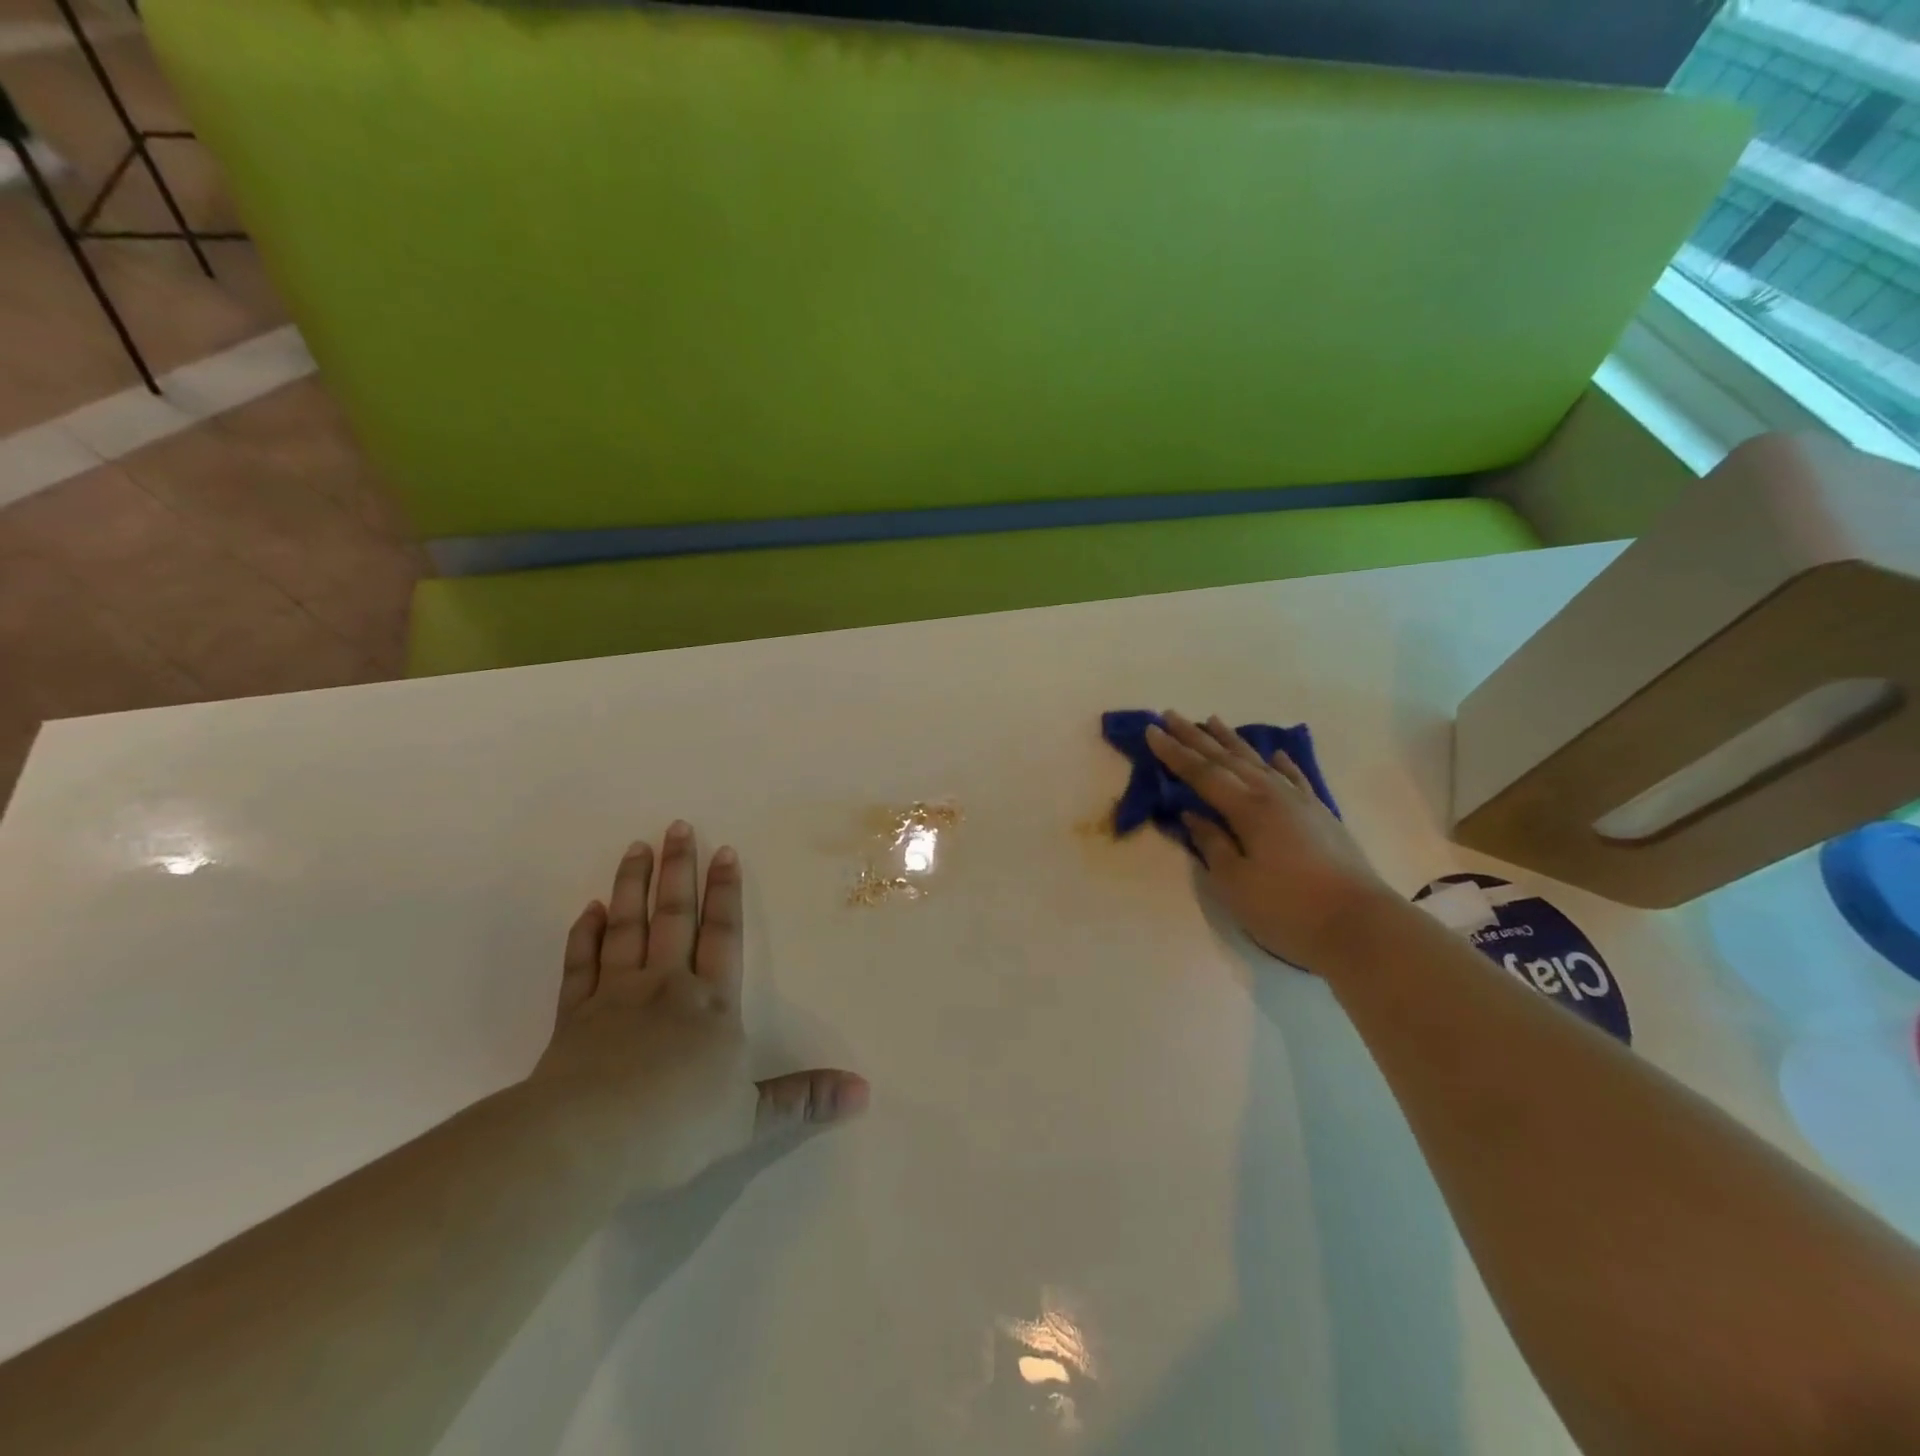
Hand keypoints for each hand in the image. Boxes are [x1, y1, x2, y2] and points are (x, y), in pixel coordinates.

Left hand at [529, 821, 867, 1194]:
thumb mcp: (752, 1118)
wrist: (590, 1142)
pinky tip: (589, 910)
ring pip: (627, 928)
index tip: (723, 851)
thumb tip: (864, 1093)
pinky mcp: (572, 1018)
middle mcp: (665, 987)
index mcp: (710, 1004)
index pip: (723, 935)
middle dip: (679, 870)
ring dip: (632, 886)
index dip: (725, 893)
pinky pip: (580, 965)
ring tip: (636, 847)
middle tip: (676, 826)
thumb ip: (804, 1099)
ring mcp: (614, 997)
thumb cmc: (678, 1126)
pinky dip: (584, 935)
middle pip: (674, 916)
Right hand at [1146, 712, 1398, 974]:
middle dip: (1195, 737)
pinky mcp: (1321, 816)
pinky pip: (1295, 778)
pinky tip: (1276, 754)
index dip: (1174, 753)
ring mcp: (1301, 803)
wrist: (1361, 926)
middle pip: (1227, 759)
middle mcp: (1272, 795)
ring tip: (1213, 720)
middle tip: (1170, 715)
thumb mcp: (1235, 883)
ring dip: (1232, 741)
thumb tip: (1193, 816)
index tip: (1151, 731)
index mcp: (1247, 809)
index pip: (1201, 773)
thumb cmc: (1288, 909)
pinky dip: (1282, 763)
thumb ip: (1212, 844)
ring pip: (1259, 762)